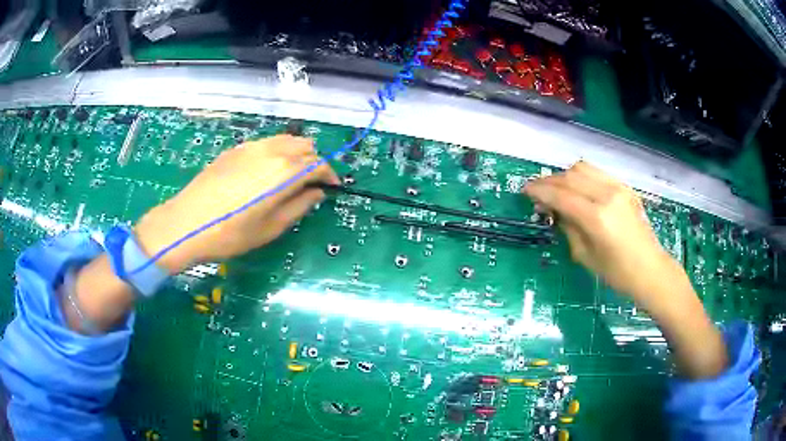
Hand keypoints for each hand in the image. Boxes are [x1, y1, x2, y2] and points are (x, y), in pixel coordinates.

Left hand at [135, 135, 338, 272]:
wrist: (186, 223)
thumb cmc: (231, 233)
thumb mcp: (271, 228)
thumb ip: (299, 207)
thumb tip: (316, 193)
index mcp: (285, 171)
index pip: (319, 164)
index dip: (330, 175)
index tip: (332, 187)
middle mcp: (271, 150)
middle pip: (304, 146)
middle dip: (314, 162)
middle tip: (311, 184)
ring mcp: (251, 146)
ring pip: (285, 140)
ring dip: (296, 154)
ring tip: (290, 176)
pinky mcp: (235, 149)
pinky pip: (266, 143)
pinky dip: (276, 152)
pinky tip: (265, 172)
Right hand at [523, 161, 680, 307]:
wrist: (650, 269)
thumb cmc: (617, 273)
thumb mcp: (585, 255)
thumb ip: (567, 227)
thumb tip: (552, 210)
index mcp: (596, 217)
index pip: (561, 195)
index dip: (539, 191)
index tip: (525, 191)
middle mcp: (607, 195)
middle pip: (570, 176)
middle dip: (549, 181)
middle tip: (537, 192)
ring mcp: (618, 187)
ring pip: (583, 168)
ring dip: (565, 176)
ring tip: (557, 190)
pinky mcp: (625, 187)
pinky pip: (597, 173)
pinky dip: (581, 177)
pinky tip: (578, 189)